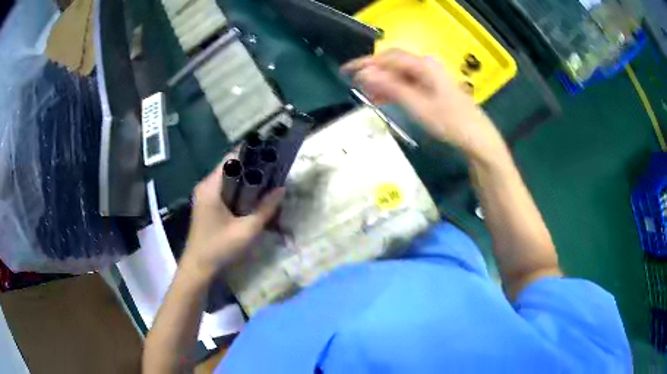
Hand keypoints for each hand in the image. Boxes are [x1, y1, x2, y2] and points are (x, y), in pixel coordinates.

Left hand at [180, 157, 284, 281]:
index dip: (252, 155)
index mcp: (211, 186)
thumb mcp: (247, 230)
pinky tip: (253, 198)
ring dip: (247, 180)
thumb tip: (282, 189)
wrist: (198, 267)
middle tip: (274, 173)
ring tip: (268, 184)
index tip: (271, 156)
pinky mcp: (207, 205)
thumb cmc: (220, 247)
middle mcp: (206, 185)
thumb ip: (266, 209)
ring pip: (229, 179)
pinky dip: (240, 191)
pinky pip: (226, 190)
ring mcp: (205, 195)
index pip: (232, 158)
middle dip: (252, 168)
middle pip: (231, 167)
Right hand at [342, 49, 503, 157]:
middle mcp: (426, 66)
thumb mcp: (417, 105)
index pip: (387, 58)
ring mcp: (429, 77)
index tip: (346, 71)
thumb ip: (390, 87)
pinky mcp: (431, 87)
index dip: (365, 63)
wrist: (476, 137)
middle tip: (355, 84)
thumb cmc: (449, 121)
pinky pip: (407, 84)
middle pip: (393, 63)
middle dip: (373, 72)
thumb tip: (364, 74)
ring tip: (366, 95)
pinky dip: (394, 90)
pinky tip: (382, 99)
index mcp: (423, 65)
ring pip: (399, 74)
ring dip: (382, 82)